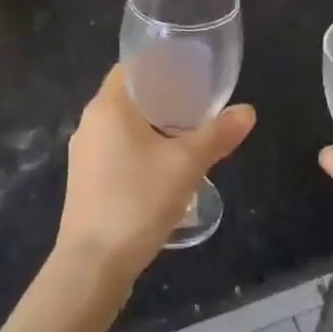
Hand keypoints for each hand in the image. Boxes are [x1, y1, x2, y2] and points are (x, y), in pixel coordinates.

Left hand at [59, 65, 255, 280]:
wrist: (92, 267)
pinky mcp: (86, 181)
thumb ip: (218, 135)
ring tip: (189, 133)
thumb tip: (248, 111)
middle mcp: (90, 123)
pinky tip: (165, 166)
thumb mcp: (186, 165)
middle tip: (200, 102)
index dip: (161, 64)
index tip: (191, 71)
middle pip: (129, 96)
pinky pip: (117, 149)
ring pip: (123, 126)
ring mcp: (84, 154)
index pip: (132, 67)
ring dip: (153, 125)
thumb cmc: (137, 202)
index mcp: (108, 107)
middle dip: (164, 97)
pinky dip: (141, 148)